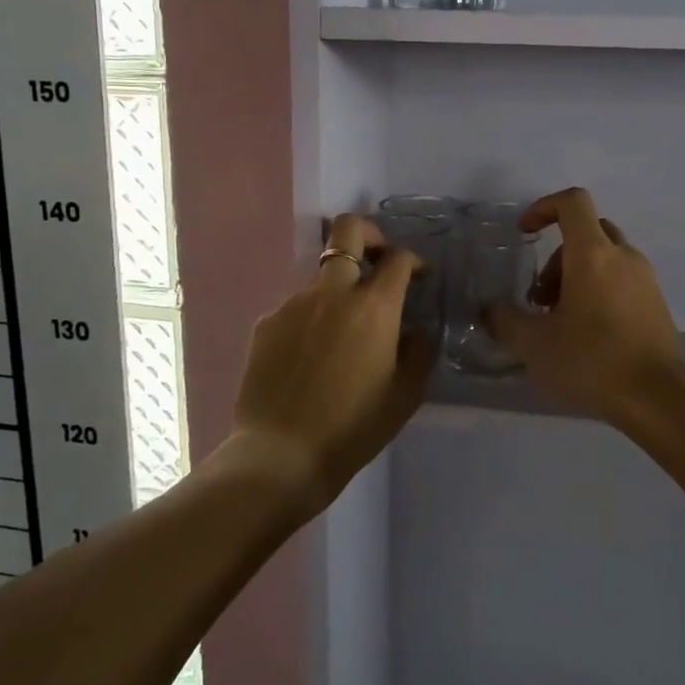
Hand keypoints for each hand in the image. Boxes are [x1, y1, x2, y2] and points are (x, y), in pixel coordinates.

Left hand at [232, 214, 435, 500]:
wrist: (282, 454)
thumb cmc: (354, 427)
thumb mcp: (406, 393)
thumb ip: (417, 349)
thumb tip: (411, 329)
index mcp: (373, 307)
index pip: (397, 258)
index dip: (413, 259)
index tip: (418, 275)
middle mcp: (332, 292)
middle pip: (347, 230)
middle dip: (368, 234)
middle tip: (377, 259)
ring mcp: (294, 304)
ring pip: (322, 277)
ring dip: (339, 290)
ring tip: (341, 334)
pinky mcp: (267, 323)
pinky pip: (297, 308)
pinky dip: (311, 320)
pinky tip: (311, 357)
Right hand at [487, 188, 684, 425]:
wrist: (659, 397)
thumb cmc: (592, 360)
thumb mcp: (535, 345)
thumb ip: (505, 322)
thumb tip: (490, 311)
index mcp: (593, 253)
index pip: (572, 202)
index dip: (543, 207)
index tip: (525, 233)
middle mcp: (623, 256)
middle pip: (587, 232)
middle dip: (556, 257)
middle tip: (540, 299)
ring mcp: (645, 280)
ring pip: (605, 258)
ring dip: (576, 277)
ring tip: (560, 322)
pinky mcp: (656, 304)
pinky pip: (622, 281)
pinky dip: (599, 292)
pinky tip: (587, 335)